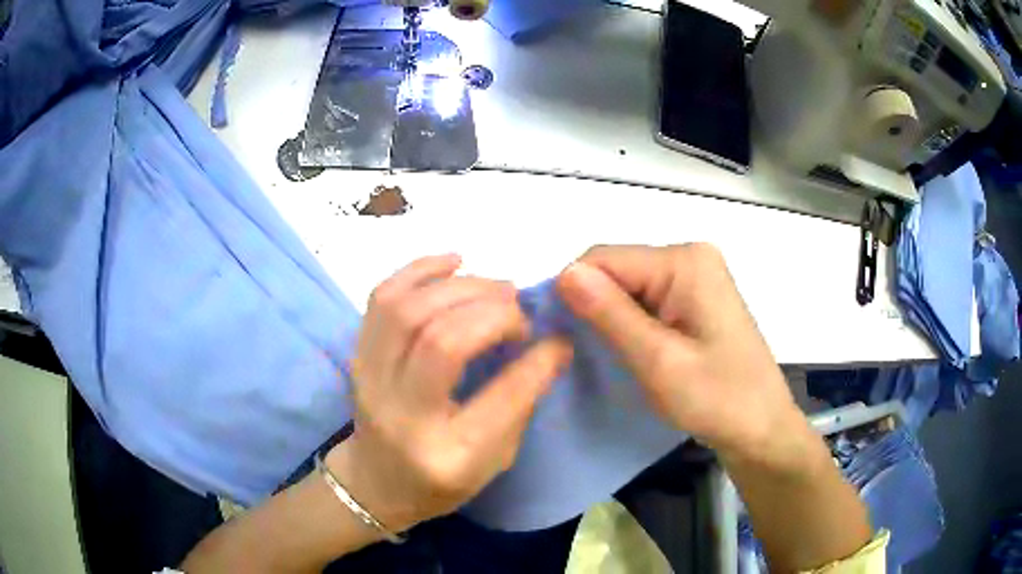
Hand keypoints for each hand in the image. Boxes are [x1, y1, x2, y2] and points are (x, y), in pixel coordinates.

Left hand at [328, 255, 572, 532]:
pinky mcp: (357, 356)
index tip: (557, 339)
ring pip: (407, 309)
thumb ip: (521, 402)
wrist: (374, 483)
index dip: (536, 359)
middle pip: (443, 338)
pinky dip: (419, 270)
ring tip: (494, 287)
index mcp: (448, 455)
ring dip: (460, 286)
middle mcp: (401, 415)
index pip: (501, 397)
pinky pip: (381, 298)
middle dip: (493, 311)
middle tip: (520, 309)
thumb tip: (552, 343)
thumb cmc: (441, 481)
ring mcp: (369, 381)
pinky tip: (454, 263)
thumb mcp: (494, 460)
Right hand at [557, 244, 814, 471]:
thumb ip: (611, 314)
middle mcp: (690, 256)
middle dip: (595, 306)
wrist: (761, 429)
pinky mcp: (696, 297)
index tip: (560, 336)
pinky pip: (647, 298)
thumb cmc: (717, 399)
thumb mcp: (658, 361)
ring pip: (629, 286)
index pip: (605, 258)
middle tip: (589, 354)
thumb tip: (563, 272)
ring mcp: (696, 276)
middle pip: (617, 269)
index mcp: (685, 261)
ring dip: (612, 317)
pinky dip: (630, 323)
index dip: (574, 292)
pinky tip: (632, 350)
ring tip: (609, 356)